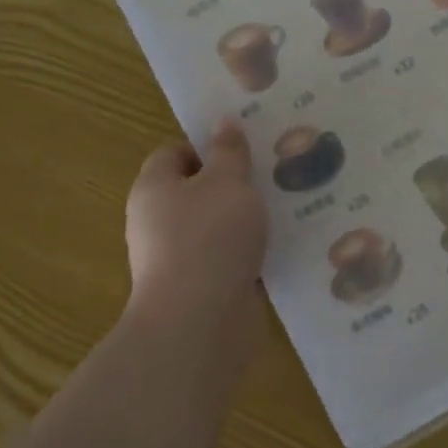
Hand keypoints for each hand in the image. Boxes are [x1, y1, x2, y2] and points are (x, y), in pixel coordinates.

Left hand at [124, 120, 268, 339]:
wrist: (200, 324)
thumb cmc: (209, 238)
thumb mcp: (227, 182)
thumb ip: (229, 152)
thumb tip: (223, 123)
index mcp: (155, 188)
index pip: (175, 153)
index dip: (208, 145)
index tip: (247, 146)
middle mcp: (160, 222)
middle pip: (200, 190)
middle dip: (238, 182)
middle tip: (278, 170)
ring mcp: (182, 258)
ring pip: (221, 226)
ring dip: (251, 219)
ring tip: (293, 203)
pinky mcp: (206, 288)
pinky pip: (233, 259)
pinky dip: (256, 253)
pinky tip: (290, 244)